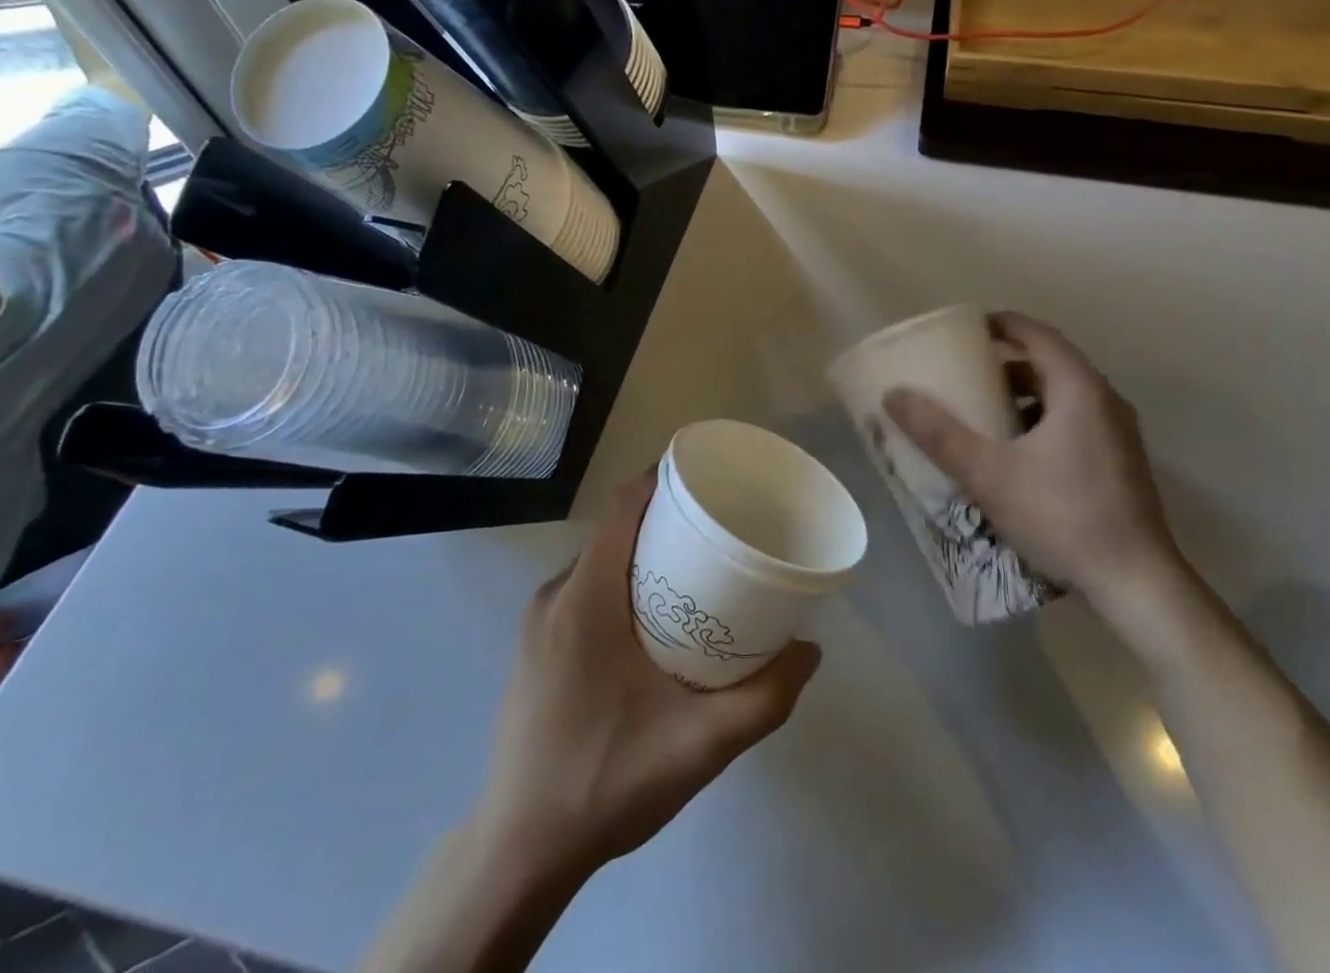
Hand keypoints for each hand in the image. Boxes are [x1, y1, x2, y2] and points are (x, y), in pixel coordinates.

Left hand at [475, 471, 821, 878]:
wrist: (519, 851)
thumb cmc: (605, 781)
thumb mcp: (699, 745)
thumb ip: (763, 698)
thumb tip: (811, 650)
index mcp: (586, 597)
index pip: (622, 505)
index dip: (663, 478)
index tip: (710, 481)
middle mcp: (556, 593)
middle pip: (614, 528)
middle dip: (666, 519)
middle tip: (720, 533)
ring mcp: (539, 621)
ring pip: (599, 560)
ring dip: (643, 554)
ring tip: (696, 574)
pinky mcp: (535, 646)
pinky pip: (584, 589)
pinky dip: (621, 584)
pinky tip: (655, 622)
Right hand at [882, 312, 1187, 619]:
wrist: (1137, 584)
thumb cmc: (1062, 516)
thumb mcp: (988, 474)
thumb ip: (939, 433)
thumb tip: (894, 395)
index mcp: (1079, 388)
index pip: (1037, 333)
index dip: (1001, 324)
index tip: (965, 328)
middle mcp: (1105, 400)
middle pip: (1051, 361)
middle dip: (1007, 359)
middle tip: (965, 369)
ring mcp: (1118, 432)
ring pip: (1064, 392)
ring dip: (1024, 391)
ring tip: (984, 407)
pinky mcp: (1121, 460)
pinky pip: (1076, 418)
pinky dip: (1042, 417)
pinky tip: (1016, 449)